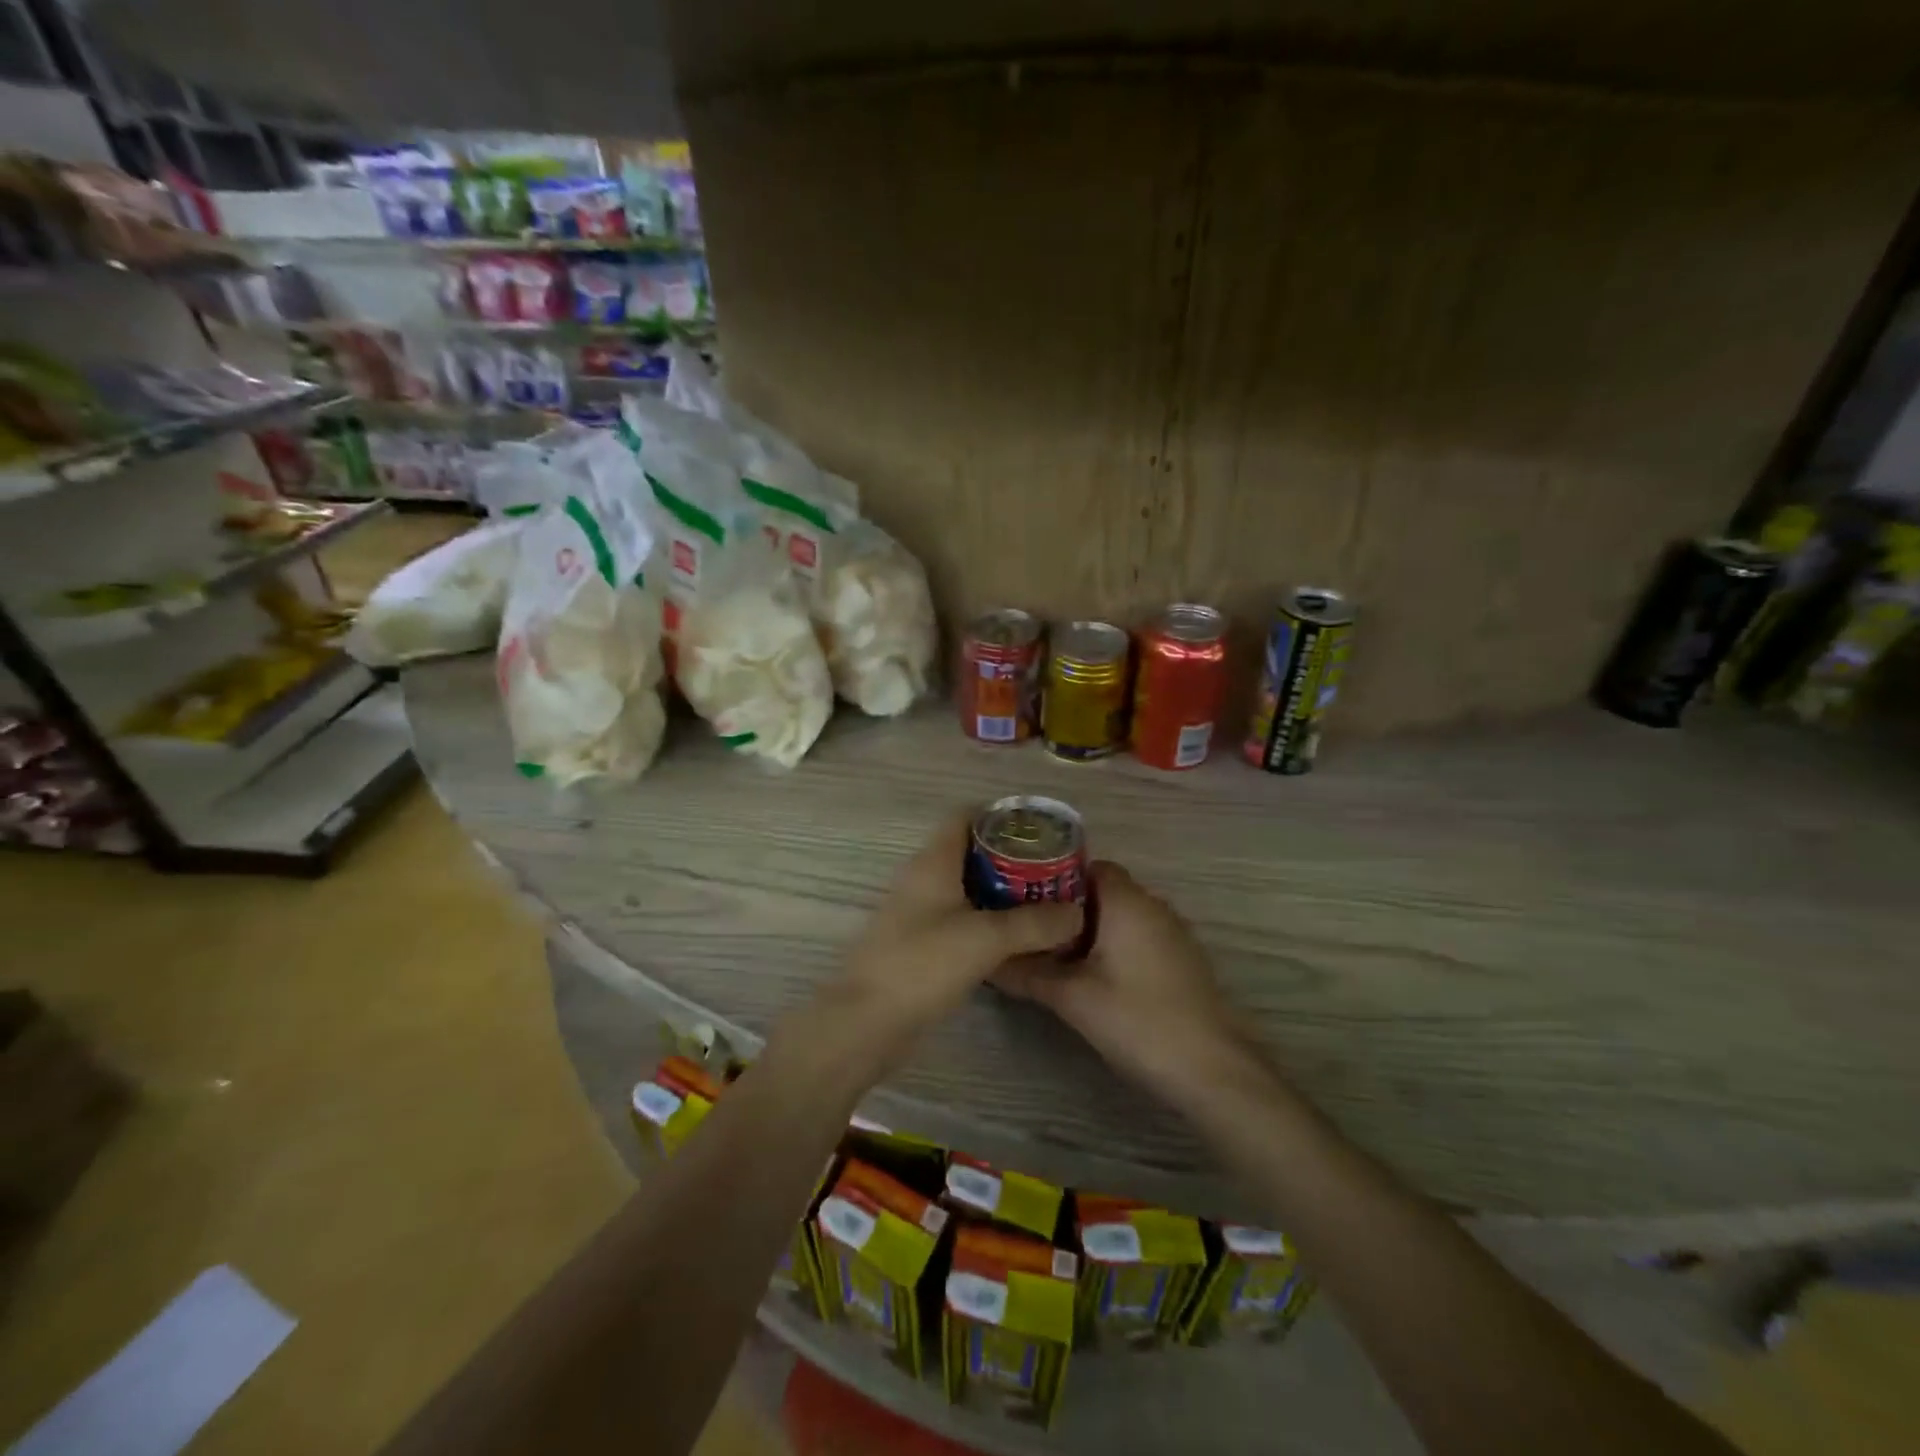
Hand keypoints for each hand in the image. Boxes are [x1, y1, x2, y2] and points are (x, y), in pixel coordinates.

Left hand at [807, 811, 1082, 1081]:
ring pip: (966, 887)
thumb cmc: (922, 964)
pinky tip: (1016, 938)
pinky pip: (960, 918)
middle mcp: (923, 879)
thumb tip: (1078, 913)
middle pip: (970, 852)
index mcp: (933, 862)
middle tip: (1051, 870)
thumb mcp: (986, 939)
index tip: (1040, 830)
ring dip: (1001, 891)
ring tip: (1043, 901)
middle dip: (1010, 856)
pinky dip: (987, 920)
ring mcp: (918, 912)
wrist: (866, 1022)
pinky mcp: (920, 943)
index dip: (1001, 816)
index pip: (965, 817)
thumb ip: (1035, 923)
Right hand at [994, 861, 1243, 1102]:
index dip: (1054, 878)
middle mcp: (1154, 905)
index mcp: (1127, 901)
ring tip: (1055, 955)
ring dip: (1091, 931)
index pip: (1087, 866)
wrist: (1213, 1070)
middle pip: (1103, 891)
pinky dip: (1114, 947)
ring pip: (1122, 916)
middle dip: (1067, 908)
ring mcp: (1173, 933)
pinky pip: (1140, 937)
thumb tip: (987, 961)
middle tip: (1031, 931)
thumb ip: (1027, 974)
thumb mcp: (1072, 998)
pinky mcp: (1183, 960)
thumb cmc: (1138, 1020)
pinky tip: (1095, 978)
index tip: (1025, 900)